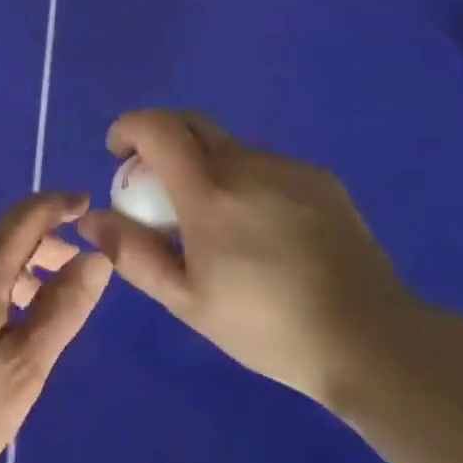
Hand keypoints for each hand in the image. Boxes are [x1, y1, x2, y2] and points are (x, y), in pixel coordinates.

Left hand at [0, 193, 111, 462]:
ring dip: (15, 271)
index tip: (89, 206)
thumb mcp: (22, 369)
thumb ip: (63, 308)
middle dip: (42, 246)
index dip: (60, 205)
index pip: (26, 214)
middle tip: (76, 275)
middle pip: (1, 236)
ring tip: (42, 309)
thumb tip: (97, 256)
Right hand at [77, 110, 419, 420]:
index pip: (157, 127)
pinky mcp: (319, 177)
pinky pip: (266, 165)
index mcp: (210, 191)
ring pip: (230, 147)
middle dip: (162, 139)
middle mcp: (247, 163)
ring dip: (207, 165)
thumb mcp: (188, 302)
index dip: (128, 127)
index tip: (118, 154)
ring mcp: (287, 167)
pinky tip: (266, 231)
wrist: (370, 339)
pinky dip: (247, 181)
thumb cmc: (268, 327)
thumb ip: (134, 254)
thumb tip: (93, 218)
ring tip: (219, 223)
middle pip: (191, 122)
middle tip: (159, 185)